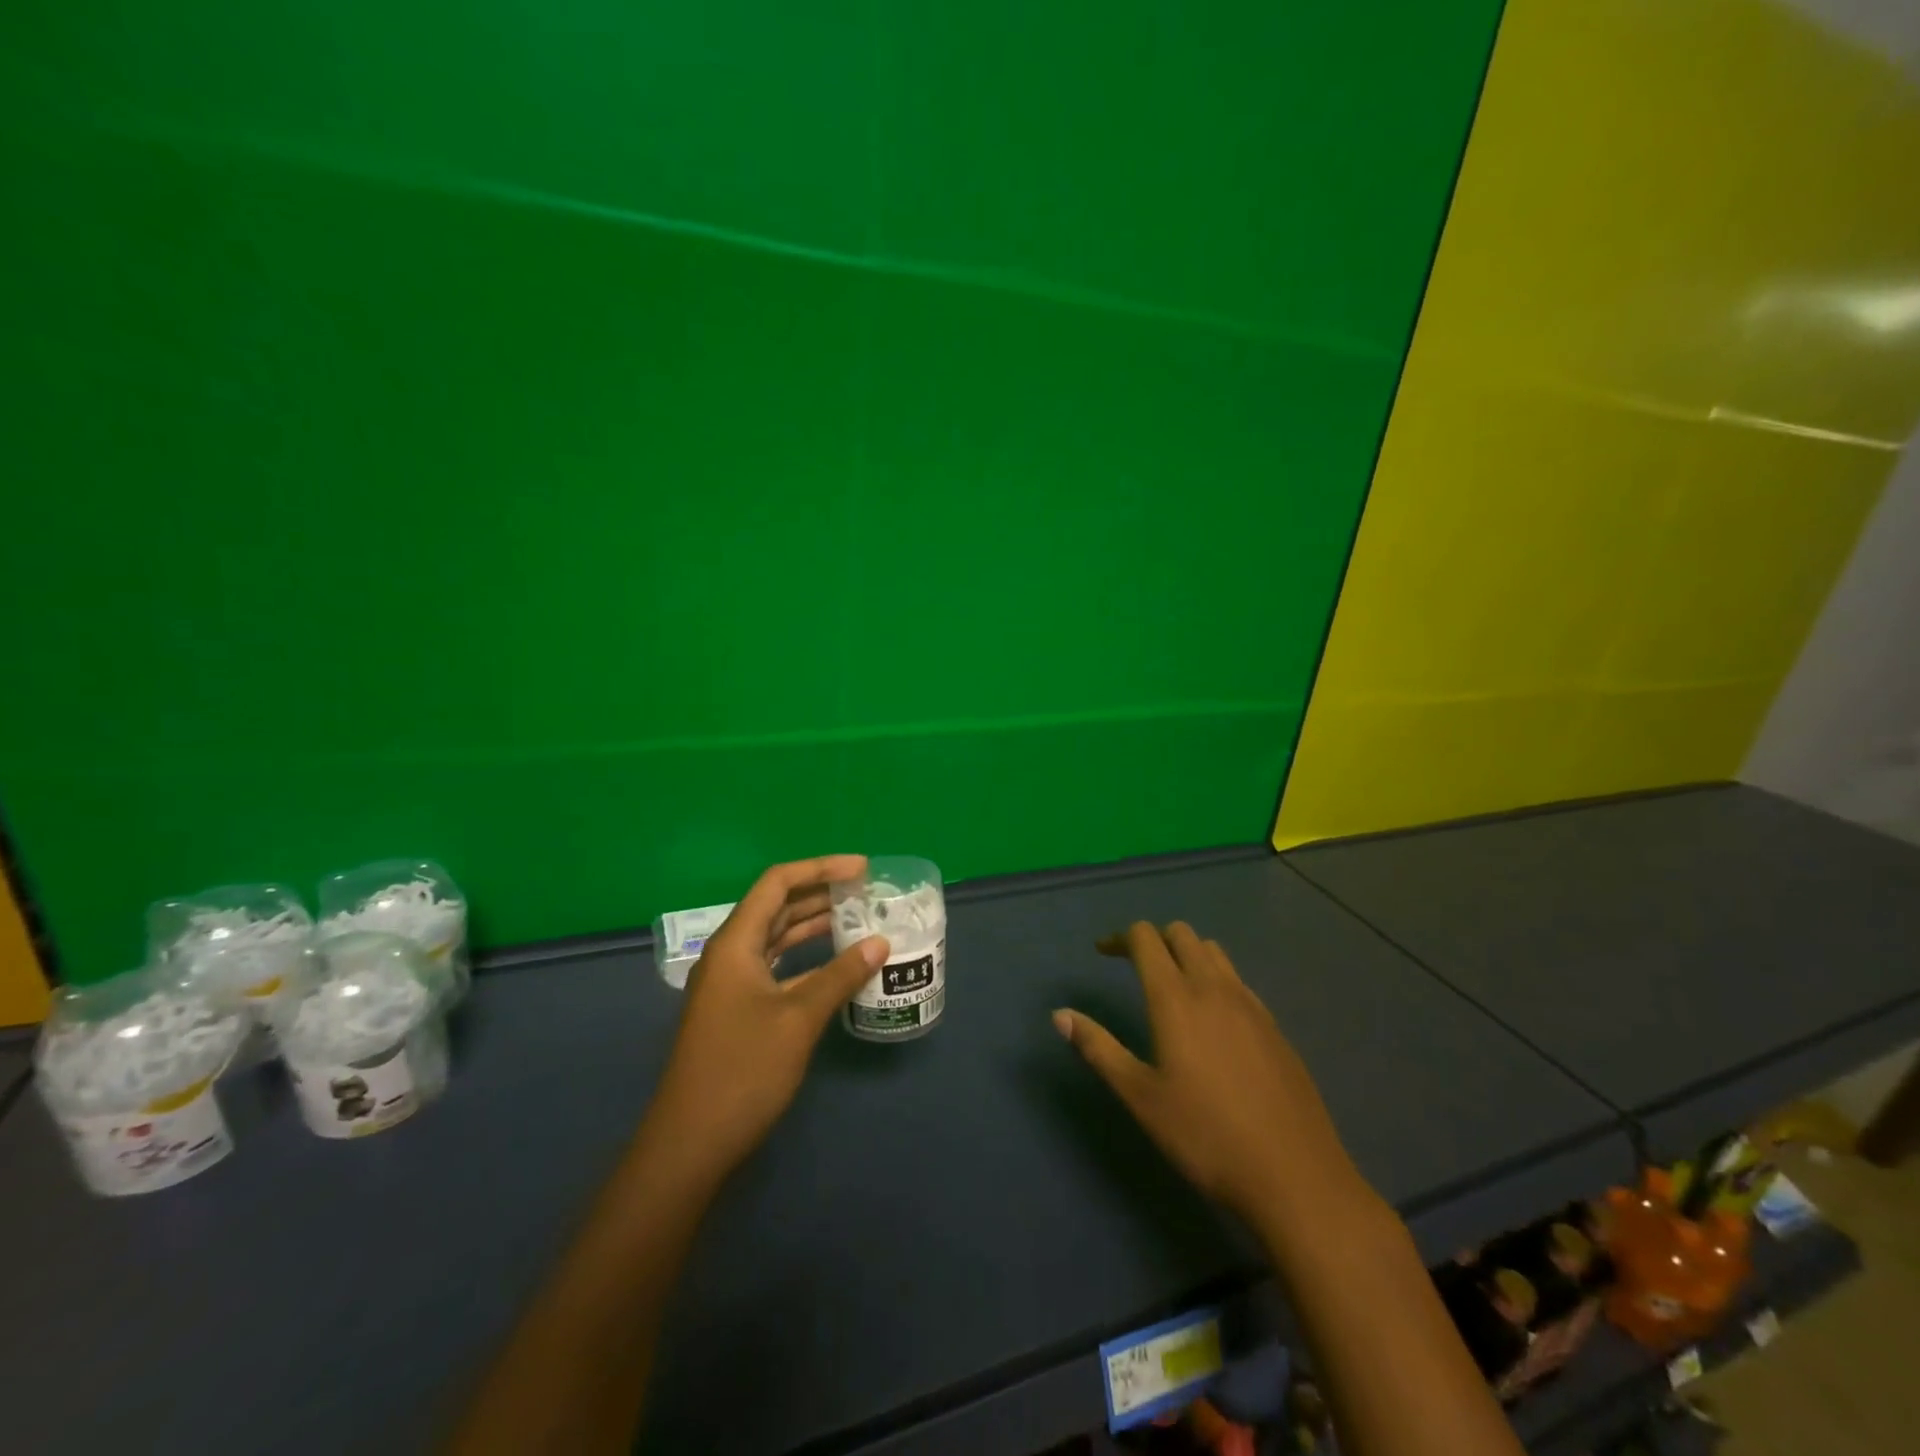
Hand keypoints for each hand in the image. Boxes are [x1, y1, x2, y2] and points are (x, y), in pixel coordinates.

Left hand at [640, 856, 887, 1188]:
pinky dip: (806, 958)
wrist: (690, 1143)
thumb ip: (840, 976)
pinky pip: (776, 967)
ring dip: (813, 924)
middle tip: (865, 890)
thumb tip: (880, 943)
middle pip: (776, 906)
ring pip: (776, 937)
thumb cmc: (743, 1070)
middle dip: (820, 893)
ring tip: (858, 916)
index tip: (862, 869)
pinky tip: (835, 964)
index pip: (778, 883)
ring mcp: (731, 983)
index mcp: (735, 943)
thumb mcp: (798, 1019)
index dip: (820, 868)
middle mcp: (730, 954)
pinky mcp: (738, 1009)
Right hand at [1053, 922, 1365, 1230]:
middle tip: (1135, 968)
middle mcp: (1214, 987)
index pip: (1146, 938)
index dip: (1120, 938)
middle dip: (1154, 940)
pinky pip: (1238, 981)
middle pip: (1181, 934)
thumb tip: (1059, 1014)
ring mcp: (1250, 1005)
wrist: (1294, 1176)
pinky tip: (1213, 1022)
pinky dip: (1216, 979)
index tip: (1103, 954)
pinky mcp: (1275, 1026)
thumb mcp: (1140, 1096)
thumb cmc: (1205, 1136)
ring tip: (1172, 988)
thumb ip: (1098, 1048)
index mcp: (1175, 998)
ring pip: (1214, 952)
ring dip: (1187, 954)